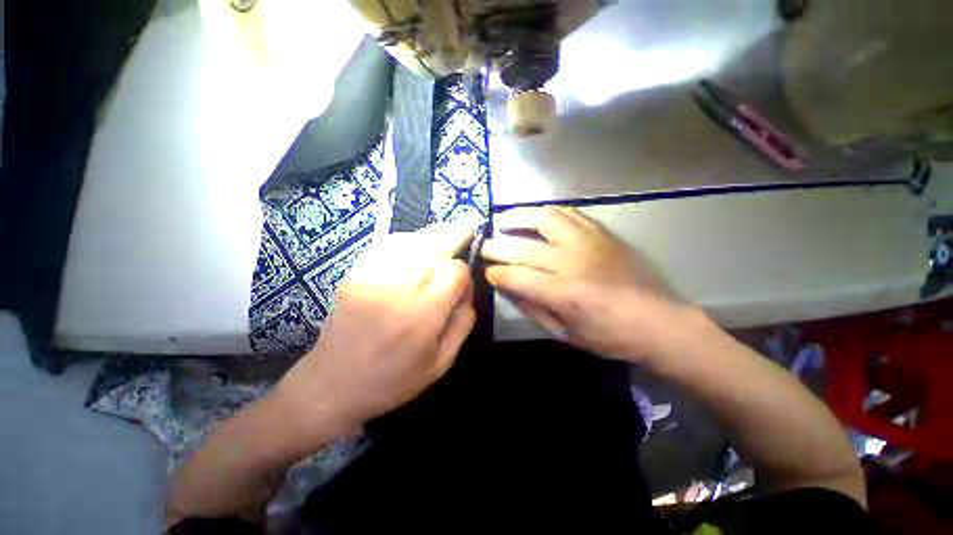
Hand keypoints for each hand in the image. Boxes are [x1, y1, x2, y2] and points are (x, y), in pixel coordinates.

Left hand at [274, 225, 475, 443]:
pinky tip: (417, 242)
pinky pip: (387, 243)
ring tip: (447, 231)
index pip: (453, 271)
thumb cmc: (393, 379)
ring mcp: (371, 276)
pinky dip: (407, 238)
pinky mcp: (355, 272)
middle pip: (433, 245)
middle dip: (454, 235)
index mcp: (421, 315)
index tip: (462, 283)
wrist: (333, 383)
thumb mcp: (442, 362)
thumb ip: (463, 321)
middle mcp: (397, 289)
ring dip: (433, 234)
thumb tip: (468, 287)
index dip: (464, 272)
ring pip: (411, 239)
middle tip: (467, 229)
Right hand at [482, 206, 689, 360]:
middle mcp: (572, 261)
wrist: (659, 321)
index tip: (487, 272)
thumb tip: (508, 288)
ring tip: (503, 219)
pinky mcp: (601, 233)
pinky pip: (568, 213)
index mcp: (563, 292)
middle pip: (523, 247)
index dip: (495, 273)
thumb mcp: (565, 333)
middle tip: (484, 245)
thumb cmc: (610, 336)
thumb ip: (532, 308)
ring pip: (544, 218)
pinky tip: (536, 216)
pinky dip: (547, 212)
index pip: (515, 276)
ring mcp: (587, 242)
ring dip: (518, 216)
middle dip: (496, 246)